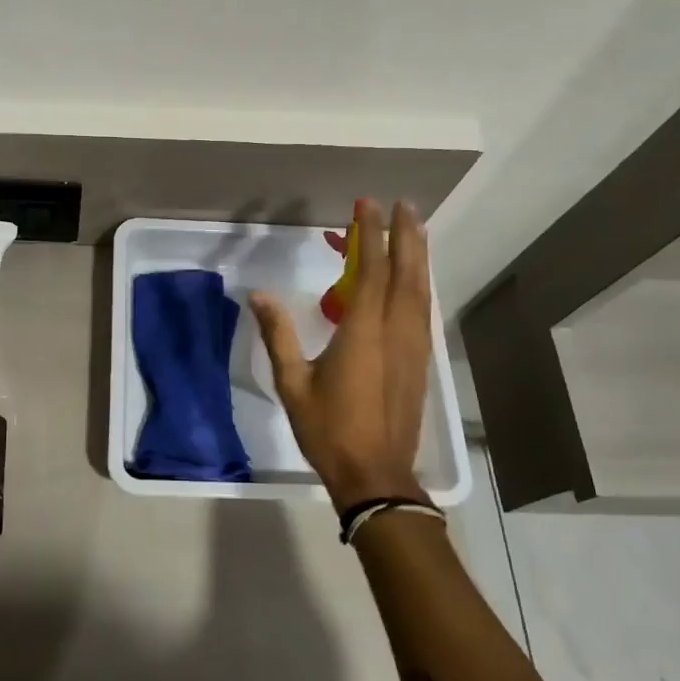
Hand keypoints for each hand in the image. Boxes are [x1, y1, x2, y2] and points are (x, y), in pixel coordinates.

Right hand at [249, 200, 432, 512]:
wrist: (375, 475)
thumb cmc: (329, 429)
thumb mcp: (292, 383)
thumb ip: (278, 334)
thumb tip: (258, 294)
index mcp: (364, 332)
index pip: (373, 270)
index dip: (371, 234)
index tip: (367, 205)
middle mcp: (396, 332)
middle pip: (406, 273)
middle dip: (406, 235)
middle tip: (403, 205)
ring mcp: (413, 347)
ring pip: (420, 291)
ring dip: (418, 257)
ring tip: (414, 229)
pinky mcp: (419, 362)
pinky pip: (421, 311)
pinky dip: (418, 285)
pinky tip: (413, 281)